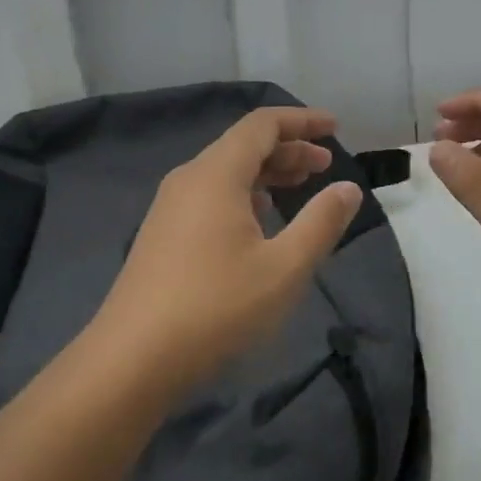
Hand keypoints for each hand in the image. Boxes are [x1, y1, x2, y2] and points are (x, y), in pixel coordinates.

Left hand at [96, 106, 363, 390]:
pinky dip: (244, 194)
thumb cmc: (216, 308)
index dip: (301, 121)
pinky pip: (210, 195)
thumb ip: (321, 222)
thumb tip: (348, 188)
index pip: (262, 124)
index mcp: (216, 174)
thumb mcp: (284, 268)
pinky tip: (260, 222)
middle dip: (288, 149)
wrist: (132, 360)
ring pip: (226, 171)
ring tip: (300, 188)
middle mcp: (189, 179)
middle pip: (243, 145)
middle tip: (326, 165)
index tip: (334, 127)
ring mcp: (170, 207)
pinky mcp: (162, 234)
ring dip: (266, 173)